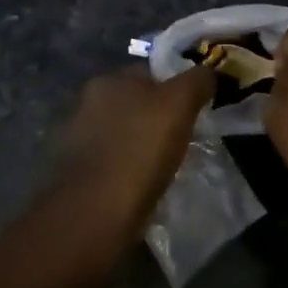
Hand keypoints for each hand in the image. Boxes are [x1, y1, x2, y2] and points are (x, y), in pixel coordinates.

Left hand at [54, 62, 214, 234]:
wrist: (95, 215)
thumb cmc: (139, 149)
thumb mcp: (180, 103)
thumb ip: (198, 80)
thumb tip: (209, 72)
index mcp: (108, 80)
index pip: (150, 72)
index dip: (176, 87)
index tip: (196, 109)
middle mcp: (88, 103)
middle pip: (137, 103)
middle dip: (160, 117)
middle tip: (186, 137)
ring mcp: (79, 140)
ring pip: (126, 133)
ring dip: (144, 145)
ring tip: (169, 164)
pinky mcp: (79, 174)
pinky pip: (116, 162)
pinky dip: (131, 169)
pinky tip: (146, 184)